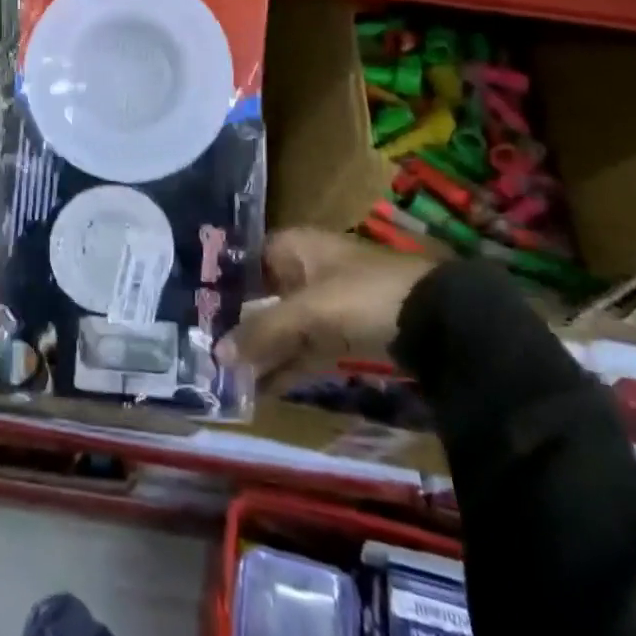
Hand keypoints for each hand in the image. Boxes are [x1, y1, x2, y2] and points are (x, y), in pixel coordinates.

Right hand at [215, 229, 434, 384]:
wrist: (439, 320)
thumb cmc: (364, 295)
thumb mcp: (309, 311)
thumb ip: (263, 332)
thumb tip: (216, 353)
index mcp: (295, 246)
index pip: (246, 261)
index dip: (222, 285)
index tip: (196, 311)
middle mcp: (305, 269)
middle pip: (261, 298)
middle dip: (237, 326)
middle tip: (203, 352)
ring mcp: (325, 302)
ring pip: (281, 327)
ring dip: (260, 352)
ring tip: (225, 379)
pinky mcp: (342, 334)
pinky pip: (303, 349)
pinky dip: (285, 366)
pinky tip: (259, 389)